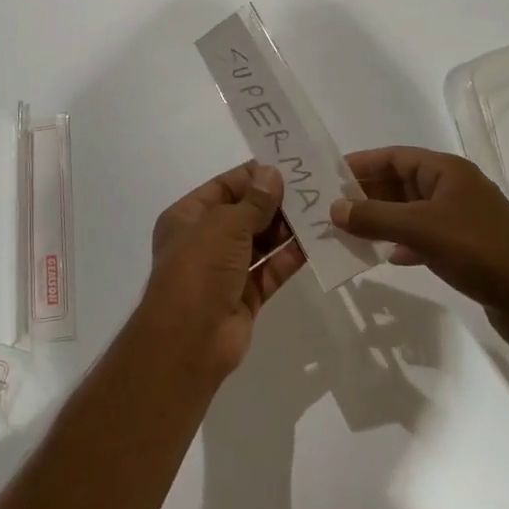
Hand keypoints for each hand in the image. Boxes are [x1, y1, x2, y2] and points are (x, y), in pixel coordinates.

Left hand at [141, 162, 307, 377]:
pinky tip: (317, 242)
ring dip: (287, 228)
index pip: (224, 187)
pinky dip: (291, 257)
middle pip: (245, 214)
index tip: (287, 166)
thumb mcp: (224, 226)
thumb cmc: (199, 270)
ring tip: (320, 210)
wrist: (189, 342)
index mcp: (187, 217)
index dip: (253, 176)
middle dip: (275, 202)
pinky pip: (271, 270)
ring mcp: (225, 270)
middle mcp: (205, 241)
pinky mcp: (246, 296)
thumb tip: (272, 173)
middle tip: (312, 187)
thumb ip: (254, 201)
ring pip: (261, 242)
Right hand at [332, 146, 508, 355]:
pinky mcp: (465, 250)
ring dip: (380, 221)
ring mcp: (459, 220)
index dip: (360, 164)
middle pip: (399, 184)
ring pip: (409, 213)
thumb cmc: (483, 252)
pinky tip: (385, 258)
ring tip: (345, 233)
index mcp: (446, 172)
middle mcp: (452, 189)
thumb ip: (376, 217)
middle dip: (365, 195)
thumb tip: (334, 208)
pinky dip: (401, 244)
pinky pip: (422, 239)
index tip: (326, 176)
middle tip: (327, 209)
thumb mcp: (423, 230)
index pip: (393, 157)